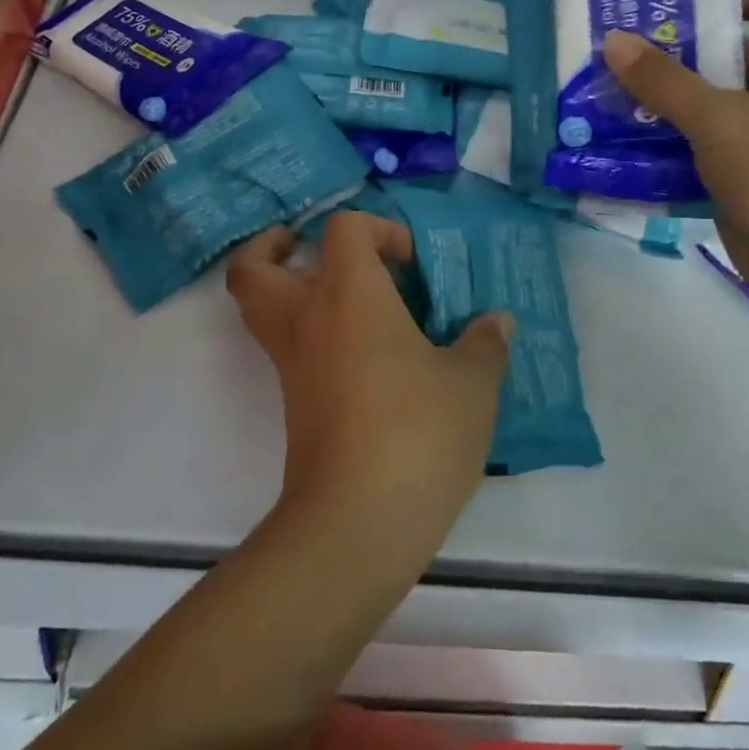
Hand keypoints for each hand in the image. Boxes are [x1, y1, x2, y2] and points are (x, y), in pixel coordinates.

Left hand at [226, 212, 513, 540]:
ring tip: (338, 298)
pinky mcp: (294, 404)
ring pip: (260, 311)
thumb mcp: (471, 384)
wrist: (358, 520)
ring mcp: (292, 365)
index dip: (378, 230)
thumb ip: (484, 344)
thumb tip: (496, 322)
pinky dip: (310, 336)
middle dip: (272, 249)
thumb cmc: (418, 432)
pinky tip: (363, 355)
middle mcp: (307, 320)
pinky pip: (288, 350)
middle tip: (307, 250)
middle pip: (252, 269)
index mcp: (349, 295)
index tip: (411, 264)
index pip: (343, 229)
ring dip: (286, 292)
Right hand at [602, 0, 748, 287]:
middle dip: (676, 54)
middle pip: (729, 58)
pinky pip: (707, 146)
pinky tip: (628, 141)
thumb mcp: (719, 120)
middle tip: (617, 49)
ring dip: (666, 102)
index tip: (663, 1)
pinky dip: (673, 141)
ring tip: (609, 93)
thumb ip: (663, 81)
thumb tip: (613, 40)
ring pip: (712, 106)